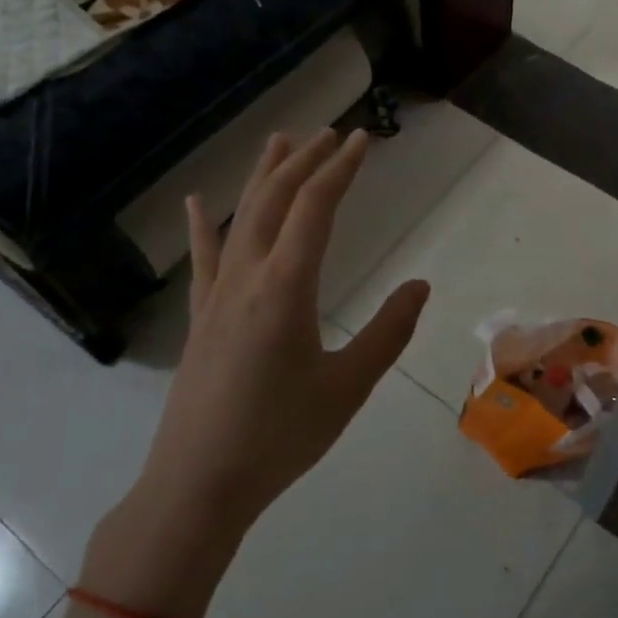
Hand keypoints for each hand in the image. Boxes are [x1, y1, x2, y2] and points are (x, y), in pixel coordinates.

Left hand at [88, 130, 429, 608]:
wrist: (199, 485)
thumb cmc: (280, 437)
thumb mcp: (348, 387)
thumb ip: (388, 332)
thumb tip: (421, 285)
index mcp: (286, 288)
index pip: (316, 208)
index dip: (341, 169)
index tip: (362, 140)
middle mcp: (247, 277)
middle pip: (276, 200)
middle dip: (305, 161)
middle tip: (330, 133)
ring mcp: (217, 295)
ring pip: (240, 218)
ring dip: (263, 177)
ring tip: (279, 141)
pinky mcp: (200, 317)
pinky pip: (204, 258)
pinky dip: (203, 225)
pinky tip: (196, 203)